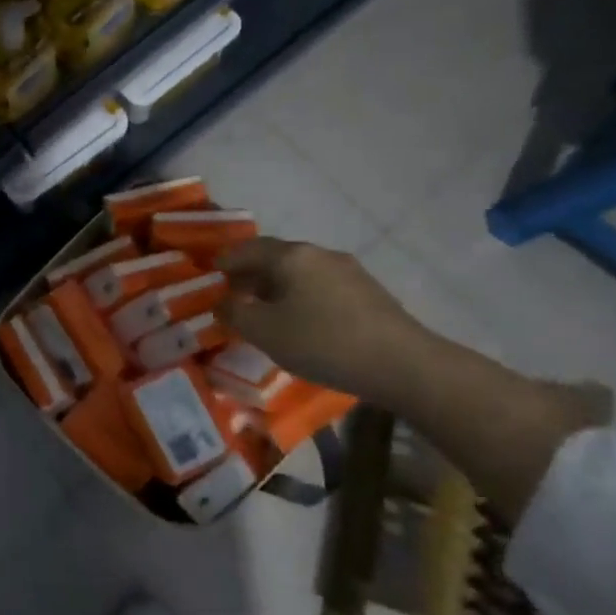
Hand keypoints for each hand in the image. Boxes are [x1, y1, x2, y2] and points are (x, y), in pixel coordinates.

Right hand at [217, 238, 435, 402]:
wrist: (404, 365)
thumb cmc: (323, 342)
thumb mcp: (263, 331)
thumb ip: (234, 313)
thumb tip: (223, 301)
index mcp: (291, 256)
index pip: (246, 249)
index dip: (225, 262)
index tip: (211, 275)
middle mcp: (319, 254)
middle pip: (275, 257)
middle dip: (251, 274)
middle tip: (235, 296)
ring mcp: (349, 271)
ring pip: (300, 272)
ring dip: (278, 287)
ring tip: (267, 313)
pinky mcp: (369, 292)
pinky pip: (322, 286)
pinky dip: (302, 296)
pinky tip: (303, 322)